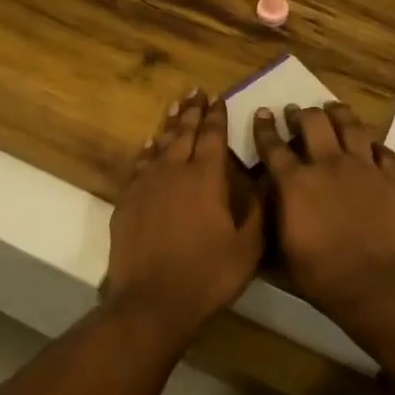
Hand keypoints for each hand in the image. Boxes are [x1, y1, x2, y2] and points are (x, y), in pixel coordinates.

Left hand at [103, 90, 263, 342]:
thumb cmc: (208, 275)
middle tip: (197, 92)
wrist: (152, 302)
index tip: (219, 98)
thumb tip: (268, 179)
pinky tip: (150, 144)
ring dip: (170, 124)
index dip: (217, 116)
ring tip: (176, 106)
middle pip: (184, 133)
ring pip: (160, 144)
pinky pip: (139, 165)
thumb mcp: (248, 247)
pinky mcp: (127, 201)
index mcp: (206, 179)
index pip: (213, 137)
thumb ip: (259, 209)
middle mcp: (174, 172)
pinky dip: (147, 150)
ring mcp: (146, 185)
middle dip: (193, 111)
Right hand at [252, 103, 394, 314]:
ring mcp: (363, 168)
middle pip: (313, 122)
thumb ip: (266, 230)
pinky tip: (372, 147)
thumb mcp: (279, 257)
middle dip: (301, 114)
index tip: (263, 113)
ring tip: (333, 109)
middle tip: (296, 113)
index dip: (265, 127)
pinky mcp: (391, 178)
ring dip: (339, 114)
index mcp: (294, 182)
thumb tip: (256, 217)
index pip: (273, 145)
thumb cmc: (320, 275)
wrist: (375, 282)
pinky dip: (375, 146)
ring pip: (351, 125)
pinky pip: (384, 151)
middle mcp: (328, 164)